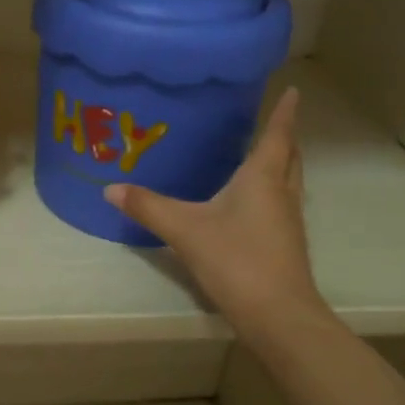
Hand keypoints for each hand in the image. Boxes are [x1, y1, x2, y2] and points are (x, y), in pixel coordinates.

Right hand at [104, 88, 330, 341]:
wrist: (277, 314)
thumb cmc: (236, 259)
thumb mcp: (184, 229)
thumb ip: (147, 207)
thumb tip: (111, 188)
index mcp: (262, 178)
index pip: (278, 135)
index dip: (284, 112)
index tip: (294, 90)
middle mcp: (281, 193)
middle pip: (290, 157)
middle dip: (284, 137)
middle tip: (273, 121)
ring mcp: (288, 222)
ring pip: (289, 182)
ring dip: (281, 165)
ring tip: (262, 156)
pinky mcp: (286, 245)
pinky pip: (281, 205)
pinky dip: (272, 192)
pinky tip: (251, 204)